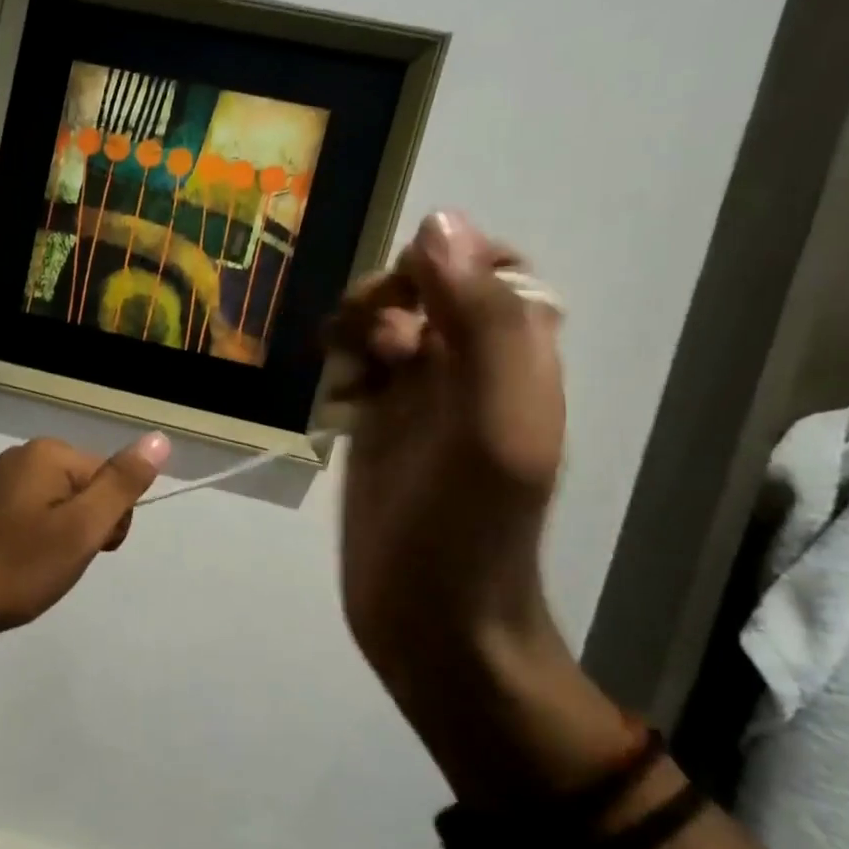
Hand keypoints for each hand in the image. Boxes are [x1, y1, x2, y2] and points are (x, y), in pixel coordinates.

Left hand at [0, 432, 170, 639]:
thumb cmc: (21, 564)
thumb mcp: (82, 528)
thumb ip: (122, 484)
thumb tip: (160, 438)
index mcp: (49, 453)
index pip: (111, 479)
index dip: (110, 520)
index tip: (89, 549)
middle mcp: (25, 455)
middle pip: (87, 488)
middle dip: (87, 527)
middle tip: (61, 559)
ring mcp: (4, 479)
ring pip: (64, 505)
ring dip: (65, 537)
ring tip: (42, 565)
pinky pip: (37, 514)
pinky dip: (41, 539)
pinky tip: (25, 561)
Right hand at [329, 211, 627, 799]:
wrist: (433, 624)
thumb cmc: (467, 530)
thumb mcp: (492, 426)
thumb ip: (480, 325)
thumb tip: (439, 224)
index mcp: (516, 359)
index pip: (491, 268)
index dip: (445, 263)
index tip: (403, 296)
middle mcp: (471, 370)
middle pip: (427, 290)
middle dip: (387, 299)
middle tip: (365, 345)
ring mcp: (421, 401)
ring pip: (385, 326)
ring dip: (355, 332)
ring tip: (343, 378)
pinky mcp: (379, 430)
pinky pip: (357, 369)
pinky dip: (339, 368)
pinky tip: (332, 402)